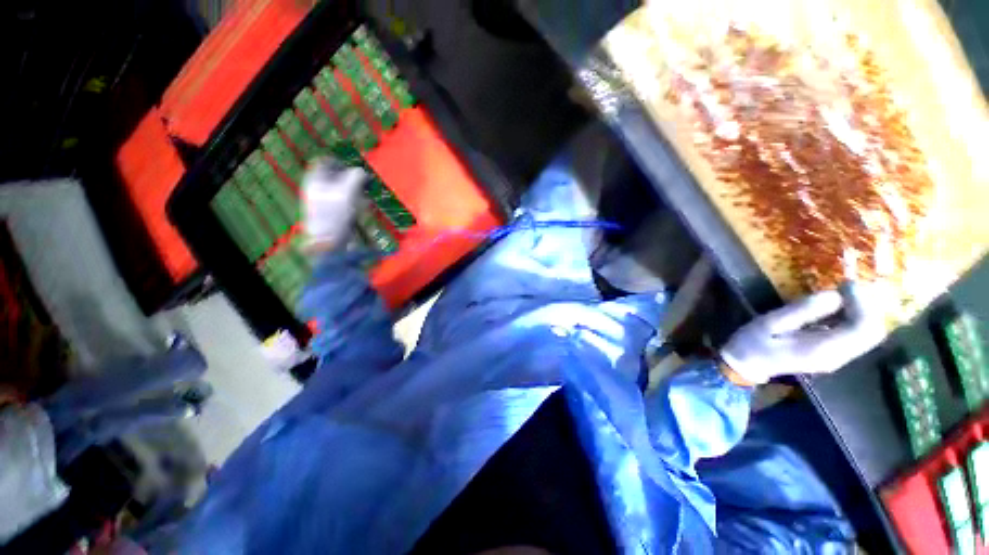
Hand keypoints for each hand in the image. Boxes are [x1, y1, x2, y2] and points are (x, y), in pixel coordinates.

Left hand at [302, 158, 367, 252]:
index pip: (324, 162)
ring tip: (365, 199)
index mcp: (315, 181)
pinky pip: (345, 203)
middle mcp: (317, 190)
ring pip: (342, 190)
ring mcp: (325, 203)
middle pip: (335, 177)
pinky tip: (362, 211)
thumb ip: (356, 178)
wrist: (329, 244)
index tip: (355, 168)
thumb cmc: (335, 217)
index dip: (340, 162)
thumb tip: (363, 171)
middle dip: (352, 179)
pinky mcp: (333, 215)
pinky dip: (354, 204)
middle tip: (364, 184)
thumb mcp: (347, 194)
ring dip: (356, 192)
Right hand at [719, 283, 888, 384]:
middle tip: (846, 287)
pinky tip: (837, 308)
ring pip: (869, 334)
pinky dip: (855, 319)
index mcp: (823, 349)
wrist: (746, 365)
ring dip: (862, 311)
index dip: (863, 303)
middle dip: (867, 306)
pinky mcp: (834, 355)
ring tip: (842, 294)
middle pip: (873, 332)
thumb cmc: (753, 343)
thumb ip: (802, 311)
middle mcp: (838, 356)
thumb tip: (834, 295)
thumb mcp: (770, 323)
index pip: (864, 328)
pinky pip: (857, 336)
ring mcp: (838, 358)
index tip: (846, 285)